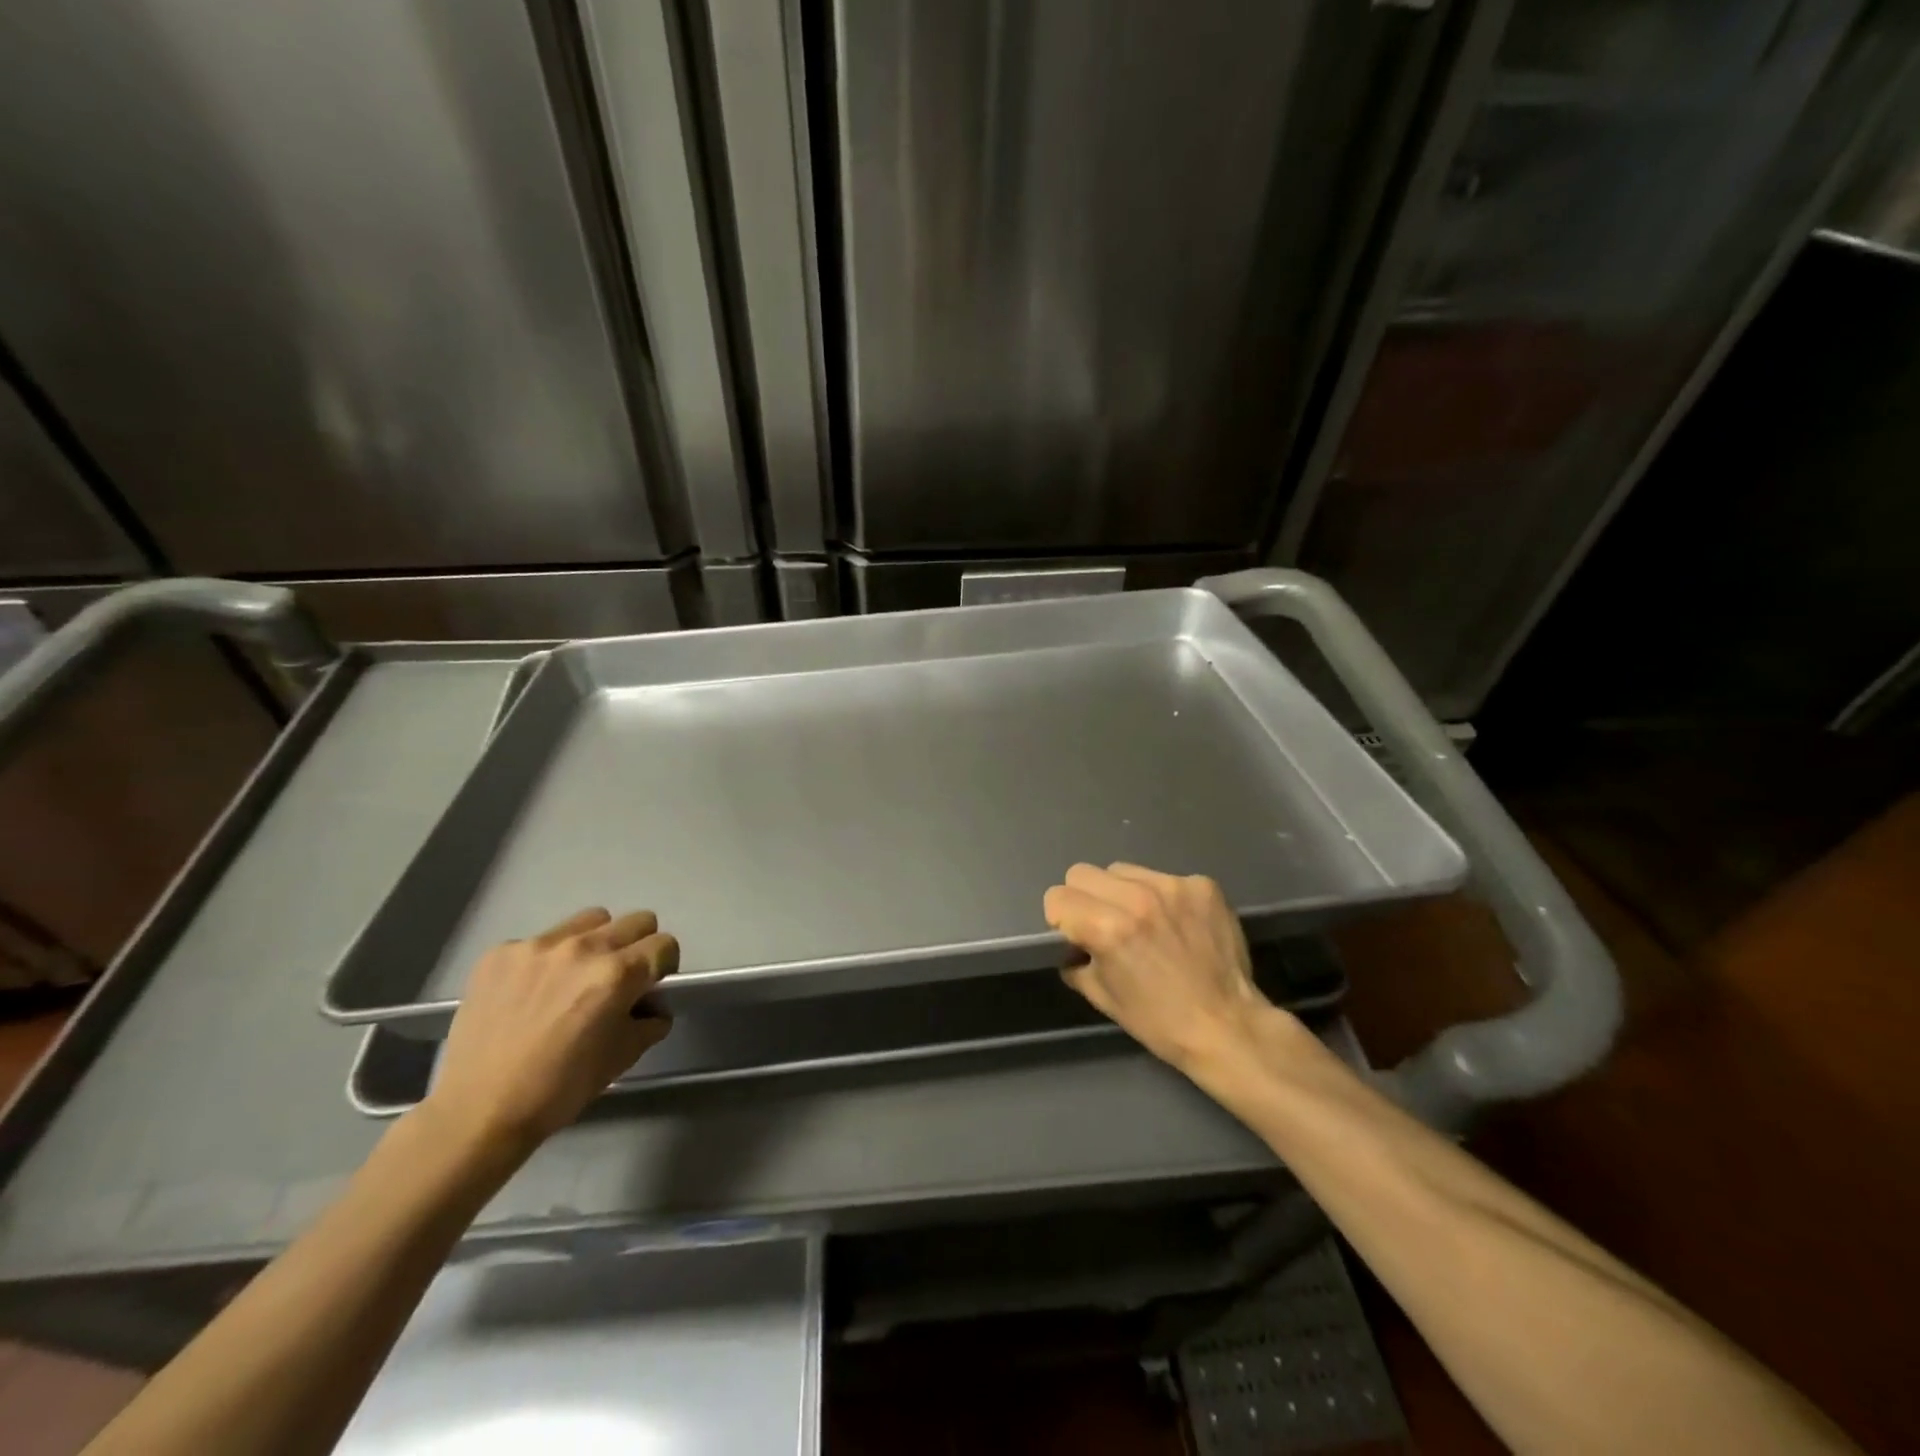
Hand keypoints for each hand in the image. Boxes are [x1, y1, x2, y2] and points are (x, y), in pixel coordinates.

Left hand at [420, 908, 677, 1159]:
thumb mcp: (621, 1058)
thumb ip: (649, 1022)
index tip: (651, 985)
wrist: (477, 1112)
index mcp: (617, 974)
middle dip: (638, 946)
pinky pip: (540, 941)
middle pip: (636, 920)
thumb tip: (653, 1008)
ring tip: (575, 975)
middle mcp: (583, 948)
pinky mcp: (501, 953)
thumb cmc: (559, 1089)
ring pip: (590, 920)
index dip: (664, 965)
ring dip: (595, 941)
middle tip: (619, 978)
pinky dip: (546, 959)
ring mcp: (538, 946)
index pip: (664, 944)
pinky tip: (530, 992)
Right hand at [1044, 862, 1290, 1075]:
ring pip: (1122, 870)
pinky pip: (1163, 877)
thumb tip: (1071, 946)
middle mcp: (1137, 898)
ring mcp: (1173, 886)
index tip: (1074, 934)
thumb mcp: (1103, 997)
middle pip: (1082, 872)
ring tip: (1142, 920)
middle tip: (1103, 923)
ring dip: (1122, 892)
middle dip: (1084, 898)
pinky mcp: (1202, 885)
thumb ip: (1076, 962)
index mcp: (1107, 928)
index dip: (1060, 918)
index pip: (1057, 896)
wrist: (1229, 1026)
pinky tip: (1176, 923)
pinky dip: (1161, 897)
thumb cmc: (1160, 1021)